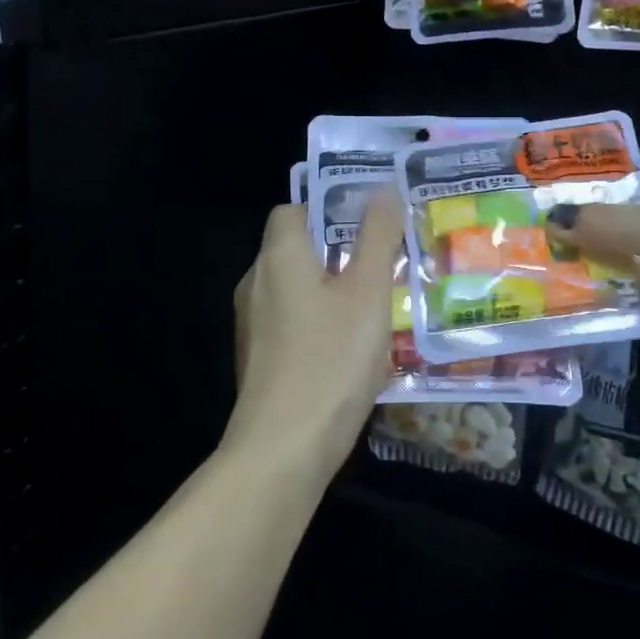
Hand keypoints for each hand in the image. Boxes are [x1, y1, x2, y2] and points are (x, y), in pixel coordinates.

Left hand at [226, 193, 403, 479]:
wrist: (283, 449)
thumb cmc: (331, 359)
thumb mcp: (367, 292)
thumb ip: (377, 236)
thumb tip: (382, 188)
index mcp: (279, 257)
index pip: (294, 210)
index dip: (330, 208)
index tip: (370, 222)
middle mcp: (257, 283)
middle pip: (297, 249)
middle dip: (340, 251)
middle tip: (386, 263)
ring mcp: (253, 325)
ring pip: (297, 289)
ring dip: (333, 290)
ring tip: (378, 305)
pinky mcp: (259, 359)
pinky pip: (293, 323)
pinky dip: (320, 323)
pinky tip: (353, 348)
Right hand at [547, 154, 639, 405]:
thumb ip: (611, 224)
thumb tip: (554, 219)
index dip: (599, 175)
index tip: (548, 187)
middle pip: (632, 221)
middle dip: (587, 228)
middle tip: (530, 235)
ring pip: (634, 266)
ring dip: (596, 271)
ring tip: (539, 273)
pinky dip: (616, 307)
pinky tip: (575, 310)